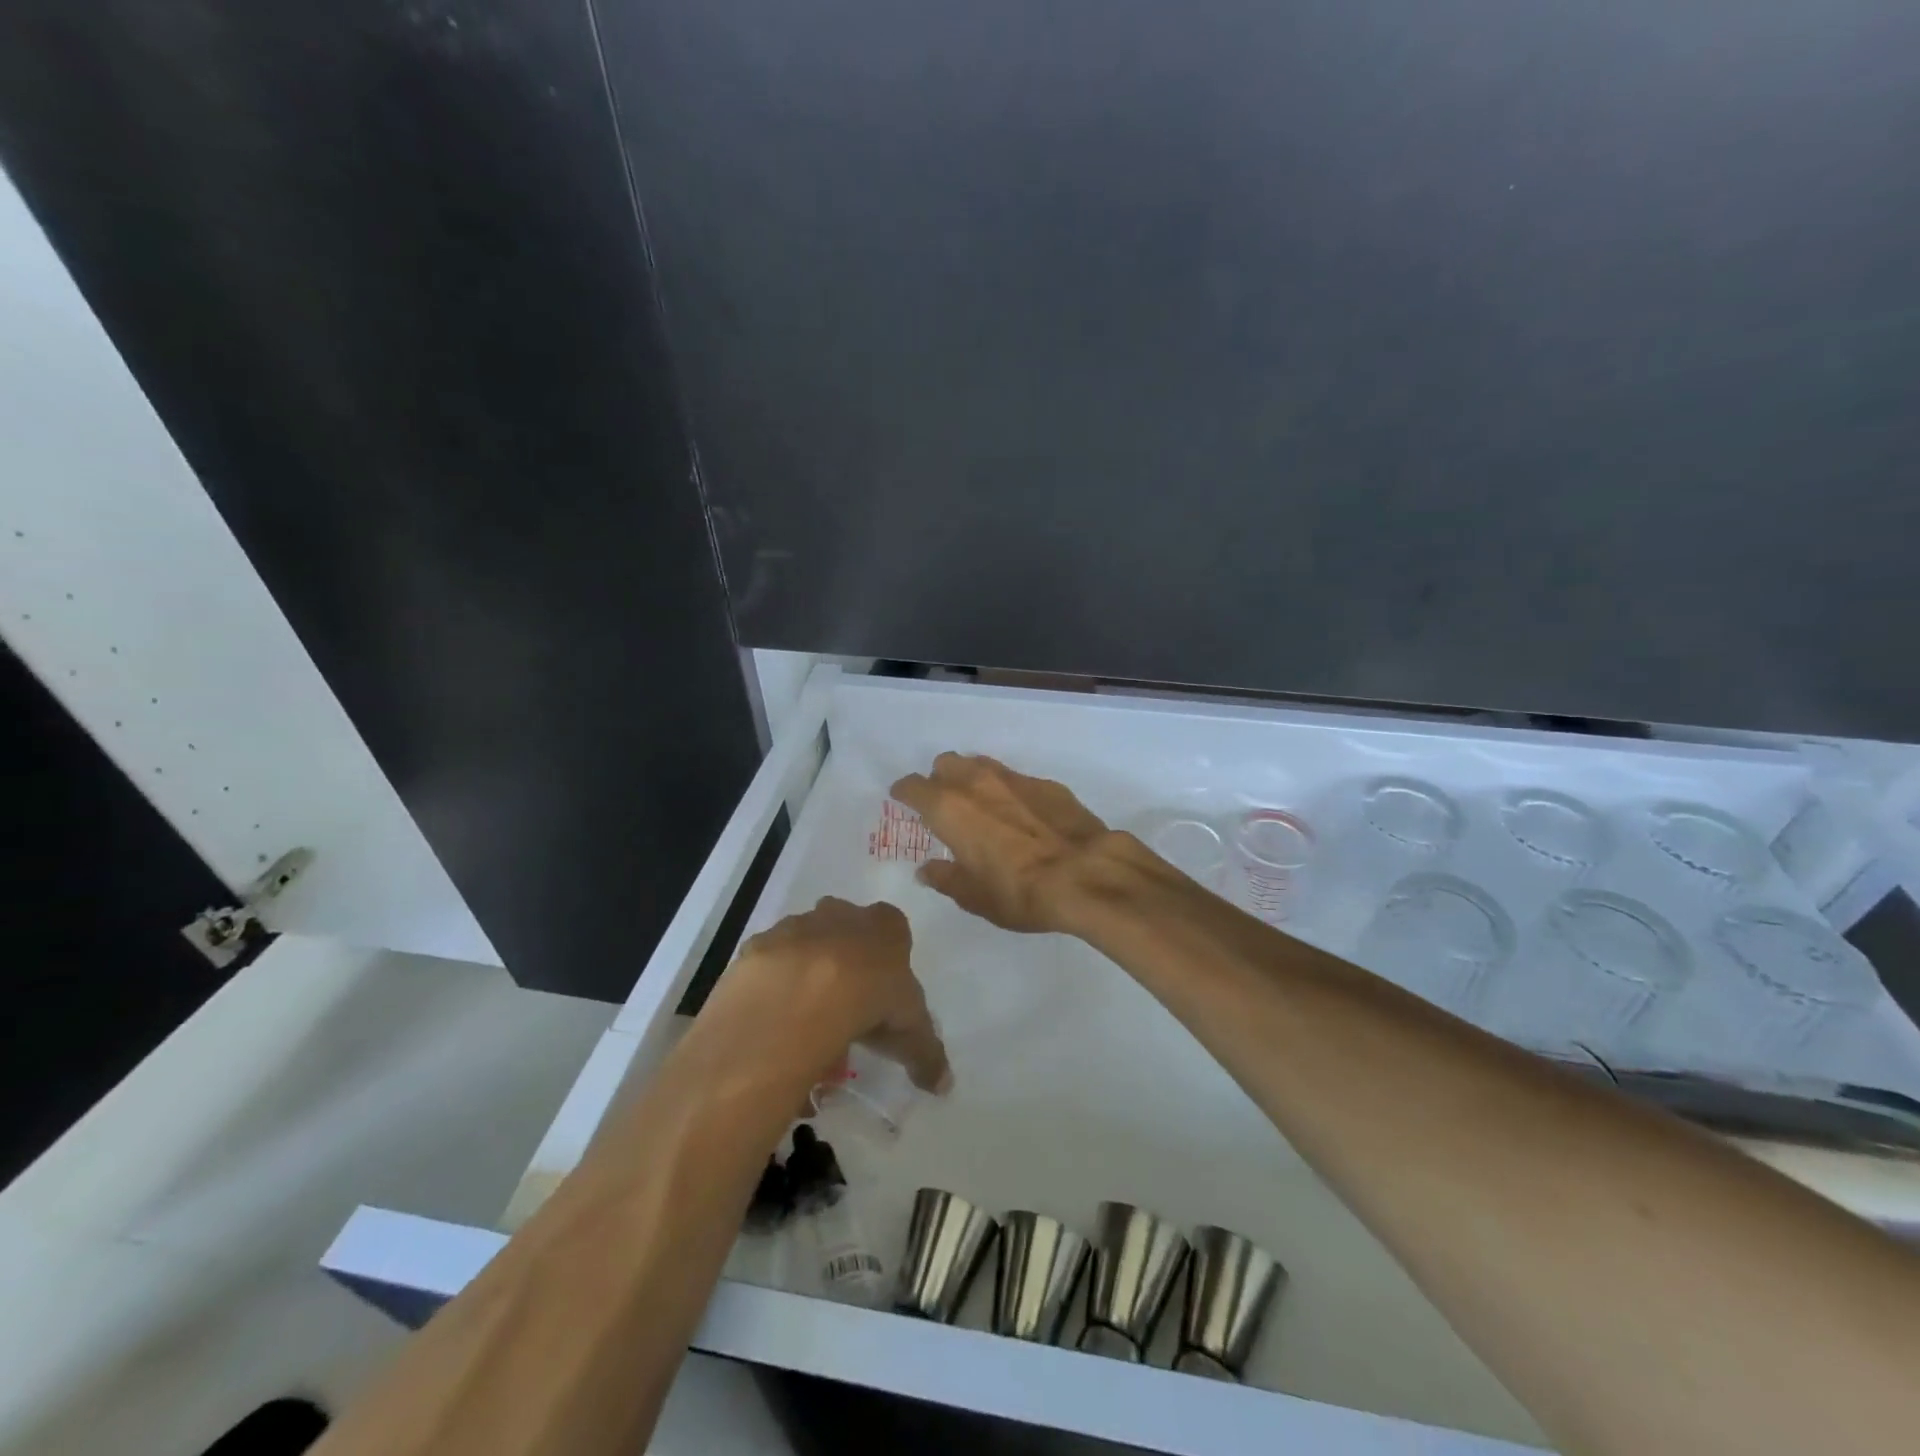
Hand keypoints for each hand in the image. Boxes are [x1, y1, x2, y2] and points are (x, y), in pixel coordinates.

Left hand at [726, 897, 950, 1093]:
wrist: (799, 992)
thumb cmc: (869, 997)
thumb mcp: (911, 1030)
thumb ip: (926, 1054)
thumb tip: (944, 1085)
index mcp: (884, 924)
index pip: (893, 931)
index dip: (888, 963)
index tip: (883, 997)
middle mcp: (841, 914)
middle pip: (846, 933)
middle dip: (846, 965)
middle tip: (845, 1012)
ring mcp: (797, 925)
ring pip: (806, 947)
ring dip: (807, 976)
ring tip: (805, 1026)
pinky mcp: (760, 945)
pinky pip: (769, 967)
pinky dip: (773, 989)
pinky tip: (775, 1023)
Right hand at [890, 753, 1123, 932]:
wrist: (1085, 874)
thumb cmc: (1018, 891)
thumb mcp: (974, 896)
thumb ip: (946, 878)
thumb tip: (927, 870)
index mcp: (949, 808)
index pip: (913, 787)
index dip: (904, 792)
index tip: (902, 799)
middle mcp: (976, 783)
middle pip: (946, 764)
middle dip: (939, 779)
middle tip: (944, 805)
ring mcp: (1014, 779)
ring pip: (980, 764)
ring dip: (972, 778)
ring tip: (979, 804)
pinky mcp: (1046, 784)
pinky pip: (1014, 778)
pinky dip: (1007, 791)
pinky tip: (1020, 814)